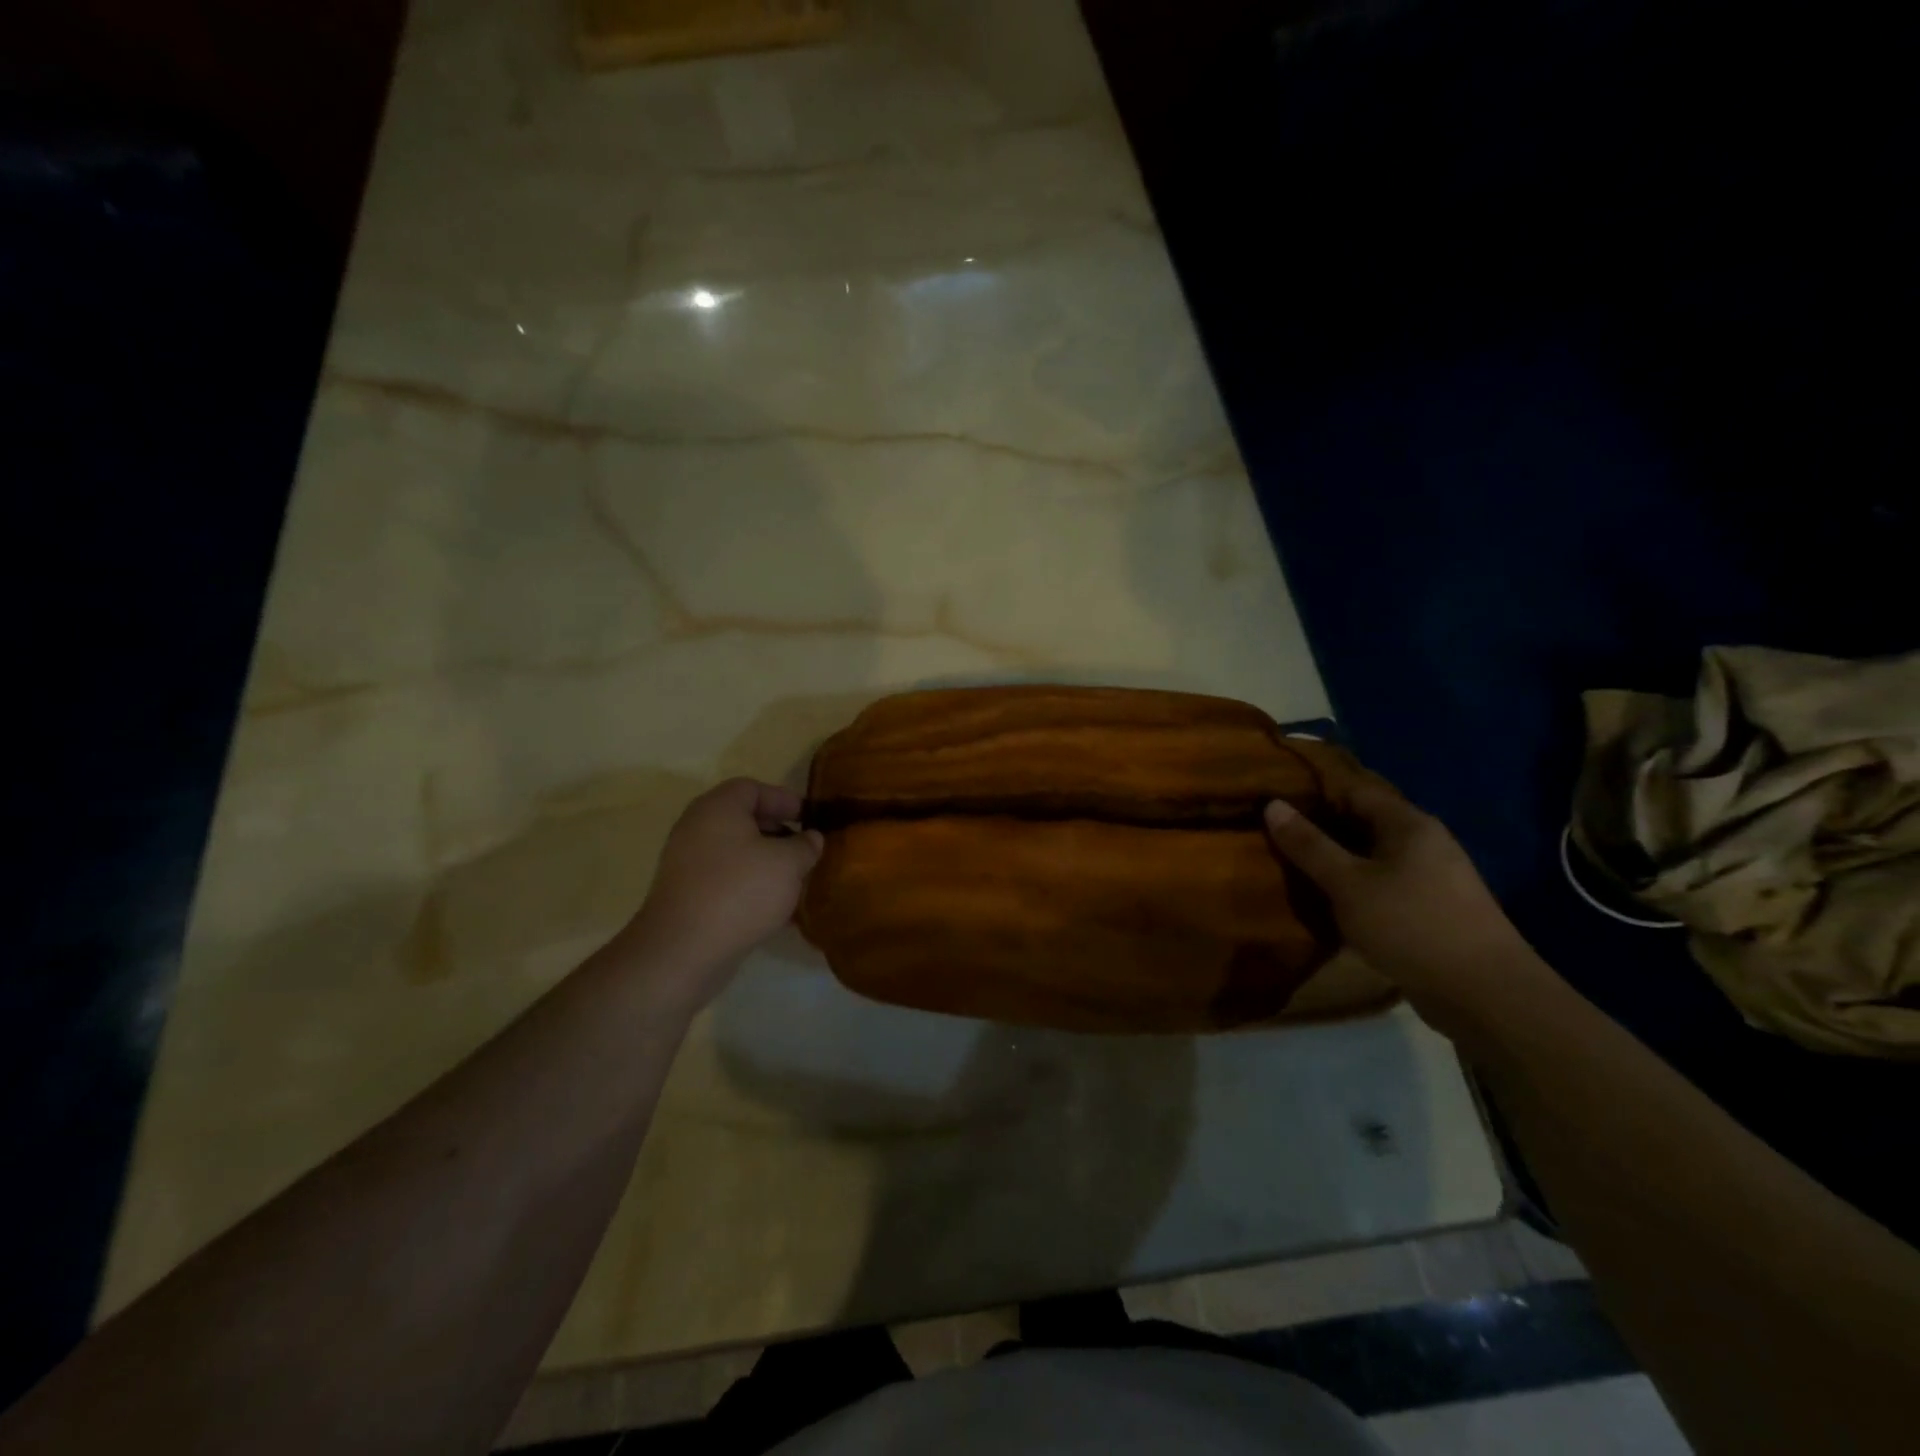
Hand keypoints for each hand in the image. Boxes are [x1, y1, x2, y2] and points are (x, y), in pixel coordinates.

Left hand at [614, 779, 823, 1010]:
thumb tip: (811, 839)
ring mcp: (686, 862)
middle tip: (805, 851)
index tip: (811, 820)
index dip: (786, 800)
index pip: (754, 788)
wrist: (683, 950)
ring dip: (765, 862)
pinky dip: (748, 885)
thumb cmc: (740, 891)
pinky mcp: (685, 894)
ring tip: (794, 881)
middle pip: (743, 819)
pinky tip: (773, 908)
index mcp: (718, 808)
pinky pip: (724, 878)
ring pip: (735, 851)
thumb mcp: (788, 863)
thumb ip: (806, 846)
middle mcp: (697, 827)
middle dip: (779, 833)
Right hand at [1264, 774, 1547, 1033]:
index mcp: (1409, 823)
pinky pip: (1384, 885)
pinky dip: (1355, 887)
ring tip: (1293, 867)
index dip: (1313, 791)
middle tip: (1275, 835)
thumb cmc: (1411, 925)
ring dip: (1337, 861)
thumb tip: (1272, 804)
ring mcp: (1434, 878)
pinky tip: (1329, 902)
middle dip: (1321, 828)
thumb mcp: (1348, 884)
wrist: (1485, 995)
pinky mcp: (1434, 910)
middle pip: (1363, 822)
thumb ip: (1309, 845)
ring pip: (1373, 857)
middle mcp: (1426, 842)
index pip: (1354, 789)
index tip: (1274, 798)